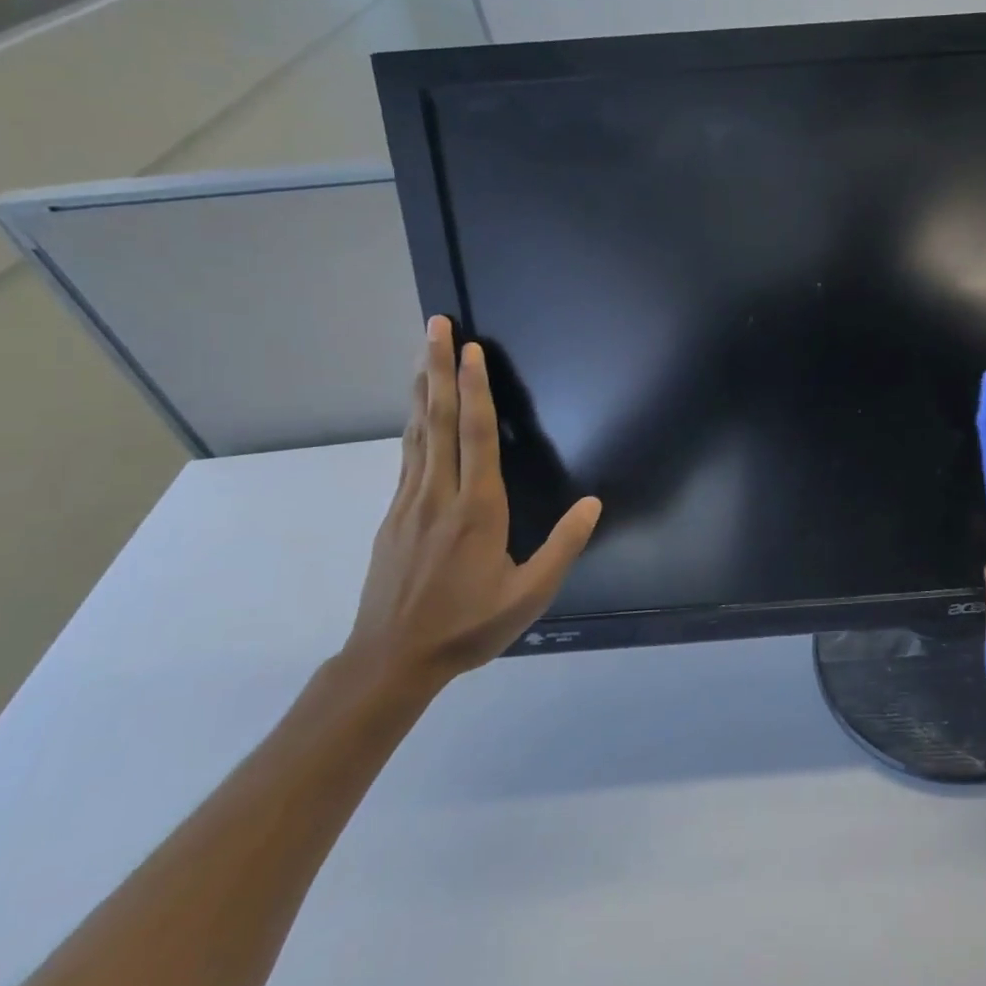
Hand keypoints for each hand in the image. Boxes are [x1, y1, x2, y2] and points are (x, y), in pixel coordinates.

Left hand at [344, 317, 601, 690]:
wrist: (392, 660)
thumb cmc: (469, 626)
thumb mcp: (531, 594)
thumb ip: (564, 546)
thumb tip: (593, 503)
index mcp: (477, 510)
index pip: (476, 436)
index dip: (476, 390)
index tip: (471, 350)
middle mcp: (439, 496)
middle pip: (438, 421)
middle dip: (439, 370)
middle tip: (435, 326)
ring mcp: (409, 504)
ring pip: (417, 434)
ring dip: (423, 389)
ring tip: (423, 353)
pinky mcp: (393, 517)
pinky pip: (407, 457)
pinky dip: (413, 424)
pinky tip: (417, 414)